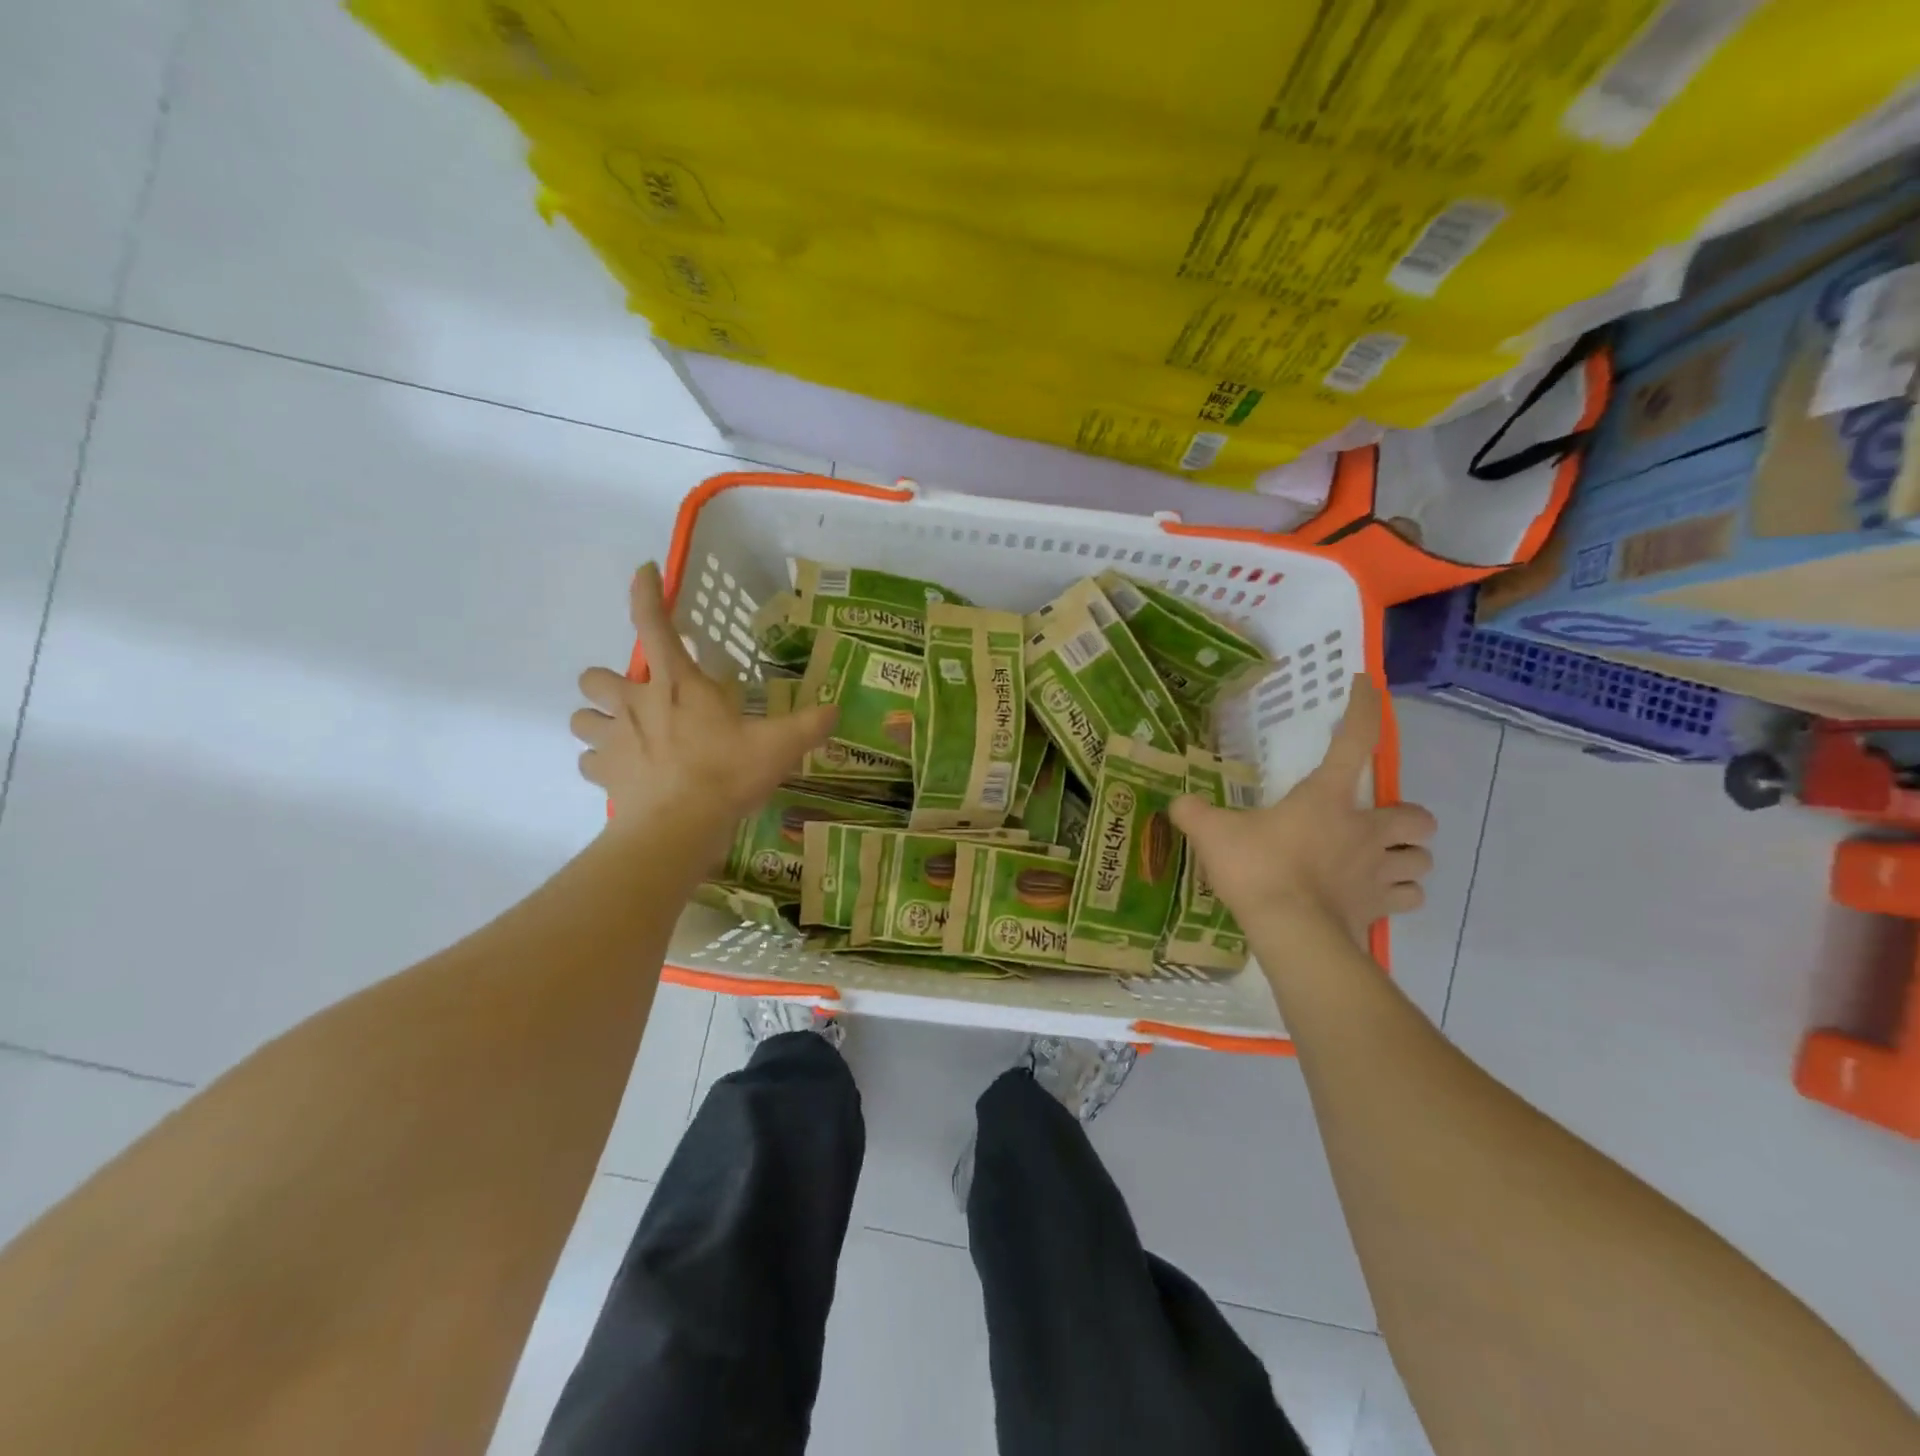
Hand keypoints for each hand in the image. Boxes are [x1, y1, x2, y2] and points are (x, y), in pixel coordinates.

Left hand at [571, 564, 836, 860]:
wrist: (678, 828)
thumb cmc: (726, 774)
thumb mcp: (779, 746)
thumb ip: (808, 725)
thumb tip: (836, 711)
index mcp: (676, 683)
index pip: (652, 623)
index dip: (646, 592)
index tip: (644, 571)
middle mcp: (634, 703)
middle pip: (594, 676)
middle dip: (609, 682)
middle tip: (639, 698)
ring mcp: (612, 739)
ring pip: (580, 718)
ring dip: (597, 720)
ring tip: (624, 734)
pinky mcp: (603, 775)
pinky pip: (588, 761)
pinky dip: (601, 762)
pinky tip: (624, 771)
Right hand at [1170, 675, 1435, 955]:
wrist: (1291, 933)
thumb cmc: (1258, 869)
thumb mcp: (1213, 835)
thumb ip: (1193, 813)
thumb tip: (1177, 803)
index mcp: (1327, 798)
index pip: (1355, 740)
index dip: (1364, 708)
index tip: (1366, 686)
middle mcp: (1365, 829)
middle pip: (1418, 816)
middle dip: (1404, 818)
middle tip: (1374, 825)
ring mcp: (1379, 871)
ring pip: (1421, 859)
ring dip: (1406, 858)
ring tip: (1380, 862)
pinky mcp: (1381, 909)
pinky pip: (1408, 898)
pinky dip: (1399, 894)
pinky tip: (1376, 896)